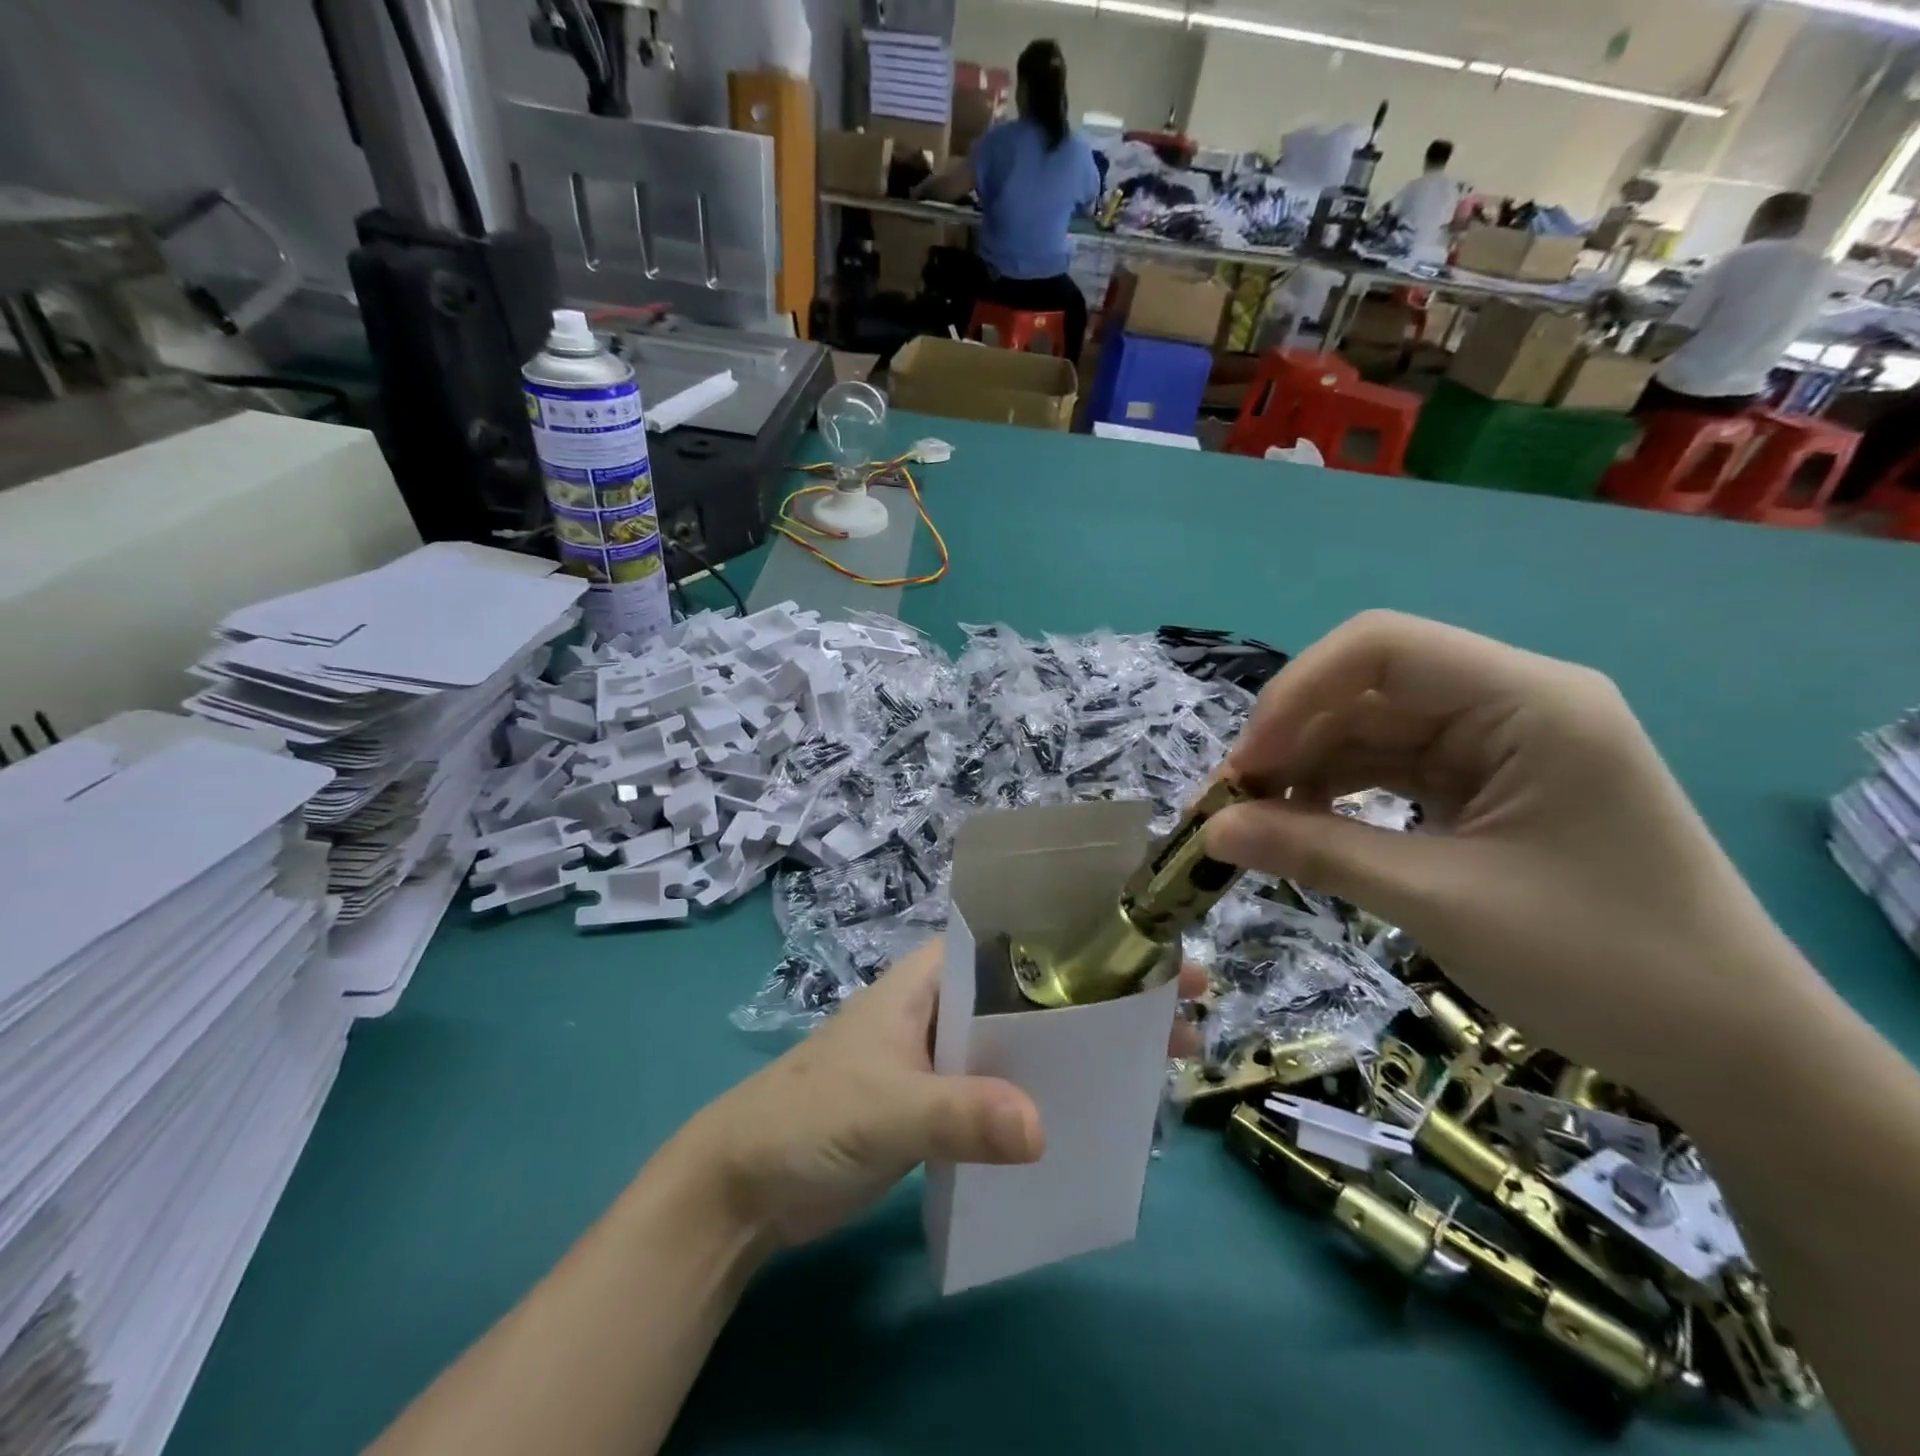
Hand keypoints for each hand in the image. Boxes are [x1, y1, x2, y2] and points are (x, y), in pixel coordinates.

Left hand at [680, 941, 1202, 1251]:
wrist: (746, 1187)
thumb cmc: (808, 1119)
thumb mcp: (883, 1108)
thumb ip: (958, 1115)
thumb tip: (1043, 1130)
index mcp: (935, 977)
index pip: (1021, 940)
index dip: (1088, 941)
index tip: (1155, 953)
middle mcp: (949, 1004)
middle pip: (1039, 990)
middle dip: (1106, 995)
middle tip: (1185, 1011)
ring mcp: (949, 1054)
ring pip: (1031, 1040)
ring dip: (1086, 1047)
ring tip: (1160, 1059)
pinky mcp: (946, 1103)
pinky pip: (1011, 1088)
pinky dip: (1052, 1093)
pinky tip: (1097, 1112)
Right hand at [1203, 610, 1811, 1091]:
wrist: (1729, 1049)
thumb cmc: (1601, 964)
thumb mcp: (1438, 902)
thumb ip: (1316, 853)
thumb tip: (1209, 831)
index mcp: (1527, 701)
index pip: (1380, 647)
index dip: (1295, 694)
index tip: (1245, 769)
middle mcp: (1512, 702)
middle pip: (1367, 688)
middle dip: (1290, 740)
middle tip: (1231, 805)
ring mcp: (1500, 743)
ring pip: (1370, 728)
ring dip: (1306, 769)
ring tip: (1256, 823)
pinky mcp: (1487, 783)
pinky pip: (1390, 766)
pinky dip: (1338, 792)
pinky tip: (1303, 827)